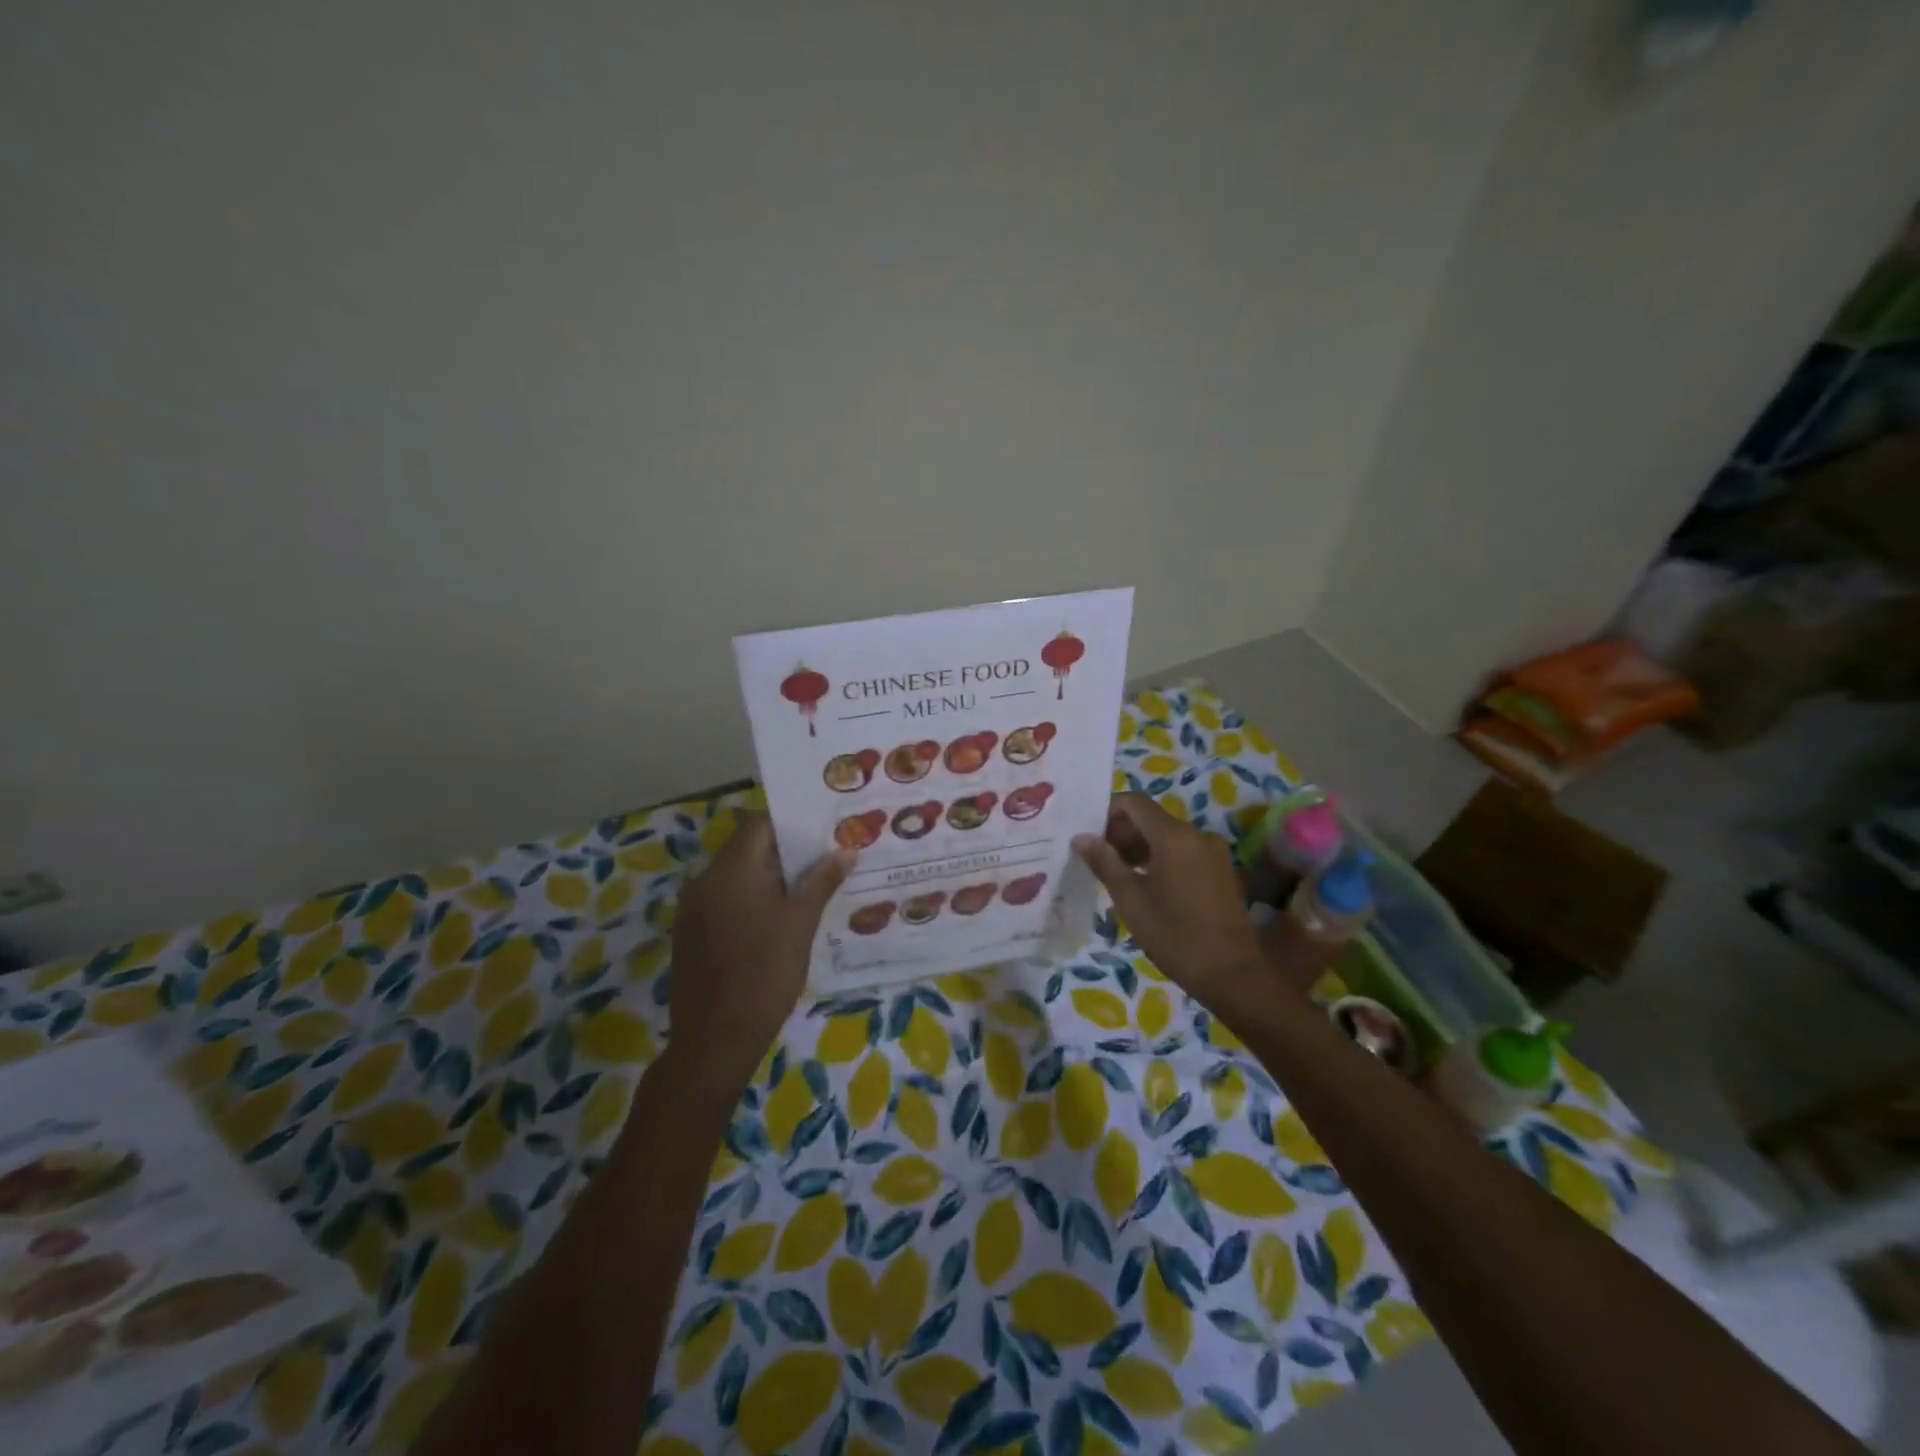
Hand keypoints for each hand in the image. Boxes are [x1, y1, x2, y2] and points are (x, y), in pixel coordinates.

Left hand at [667, 813, 851, 1093]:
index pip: (759, 824)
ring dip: (767, 879)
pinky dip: (749, 901)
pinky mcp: (689, 935)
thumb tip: (846, 850)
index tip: (822, 833)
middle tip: (823, 862)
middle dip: (784, 853)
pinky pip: (723, 902)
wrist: (715, 1039)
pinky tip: (775, 923)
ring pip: (735, 877)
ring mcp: (692, 909)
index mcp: (731, 869)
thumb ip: (822, 881)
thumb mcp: (801, 923)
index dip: (791, 824)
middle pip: (747, 849)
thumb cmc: (765, 973)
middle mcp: (705, 880)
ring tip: (806, 892)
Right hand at [1073, 794, 1276, 1020]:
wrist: (1232, 973)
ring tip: (1119, 875)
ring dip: (1141, 846)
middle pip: (1151, 817)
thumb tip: (1081, 837)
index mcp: (1173, 836)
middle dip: (1122, 832)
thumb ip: (1104, 863)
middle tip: (1099, 860)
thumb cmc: (1174, 935)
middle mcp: (1197, 834)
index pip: (1134, 802)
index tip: (1090, 836)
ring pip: (1167, 835)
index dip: (1108, 812)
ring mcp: (1213, 852)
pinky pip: (1184, 851)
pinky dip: (1161, 858)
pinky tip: (1147, 885)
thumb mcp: (1131, 900)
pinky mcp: (1221, 869)